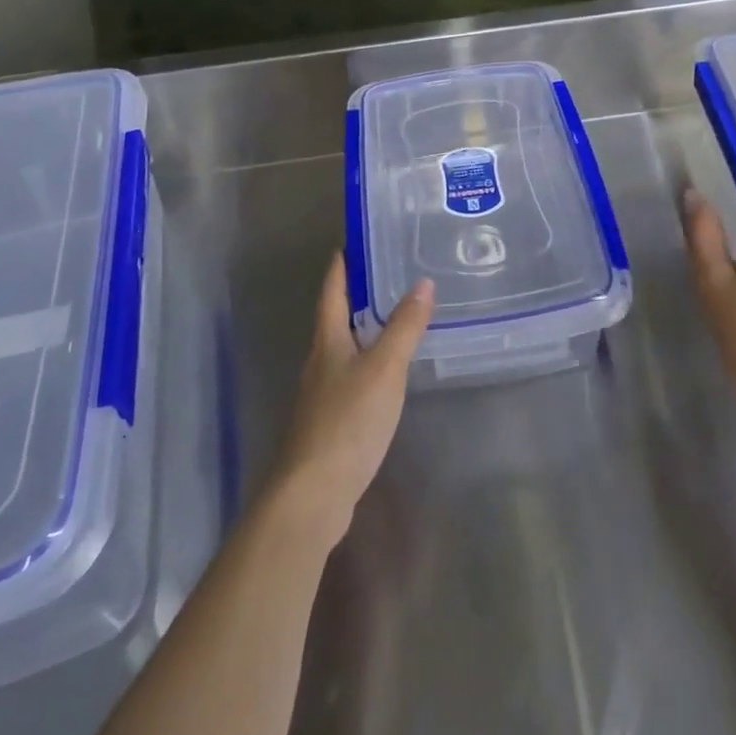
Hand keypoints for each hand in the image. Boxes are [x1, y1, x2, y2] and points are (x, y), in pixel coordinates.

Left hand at [270, 254, 433, 549]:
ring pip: (343, 350)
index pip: (332, 291)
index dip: (341, 265)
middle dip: (355, 295)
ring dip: (363, 331)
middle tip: (387, 274)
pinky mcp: (329, 423)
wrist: (312, 493)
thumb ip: (404, 327)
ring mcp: (321, 395)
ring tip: (393, 318)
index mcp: (327, 341)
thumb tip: (423, 283)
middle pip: (334, 318)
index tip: (352, 241)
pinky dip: (368, 365)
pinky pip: (350, 379)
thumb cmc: (347, 420)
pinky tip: (387, 375)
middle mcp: (319, 362)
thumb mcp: (384, 368)